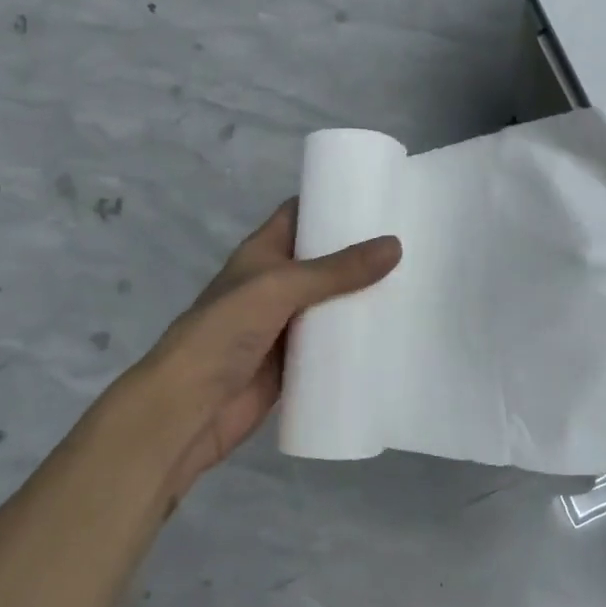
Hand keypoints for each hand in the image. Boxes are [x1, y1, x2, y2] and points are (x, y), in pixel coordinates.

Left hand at [140, 200, 399, 494]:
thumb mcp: (279, 287)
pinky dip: (355, 341)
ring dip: (362, 298)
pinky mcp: (294, 364)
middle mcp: (274, 285)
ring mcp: (285, 326)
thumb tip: (395, 244)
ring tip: (415, 284)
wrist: (190, 409)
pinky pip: (330, 346)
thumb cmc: (224, 332)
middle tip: (412, 243)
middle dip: (360, 254)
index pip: (299, 215)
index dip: (331, 203)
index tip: (378, 198)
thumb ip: (336, 270)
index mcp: (262, 255)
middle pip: (323, 262)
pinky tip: (393, 335)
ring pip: (331, 305)